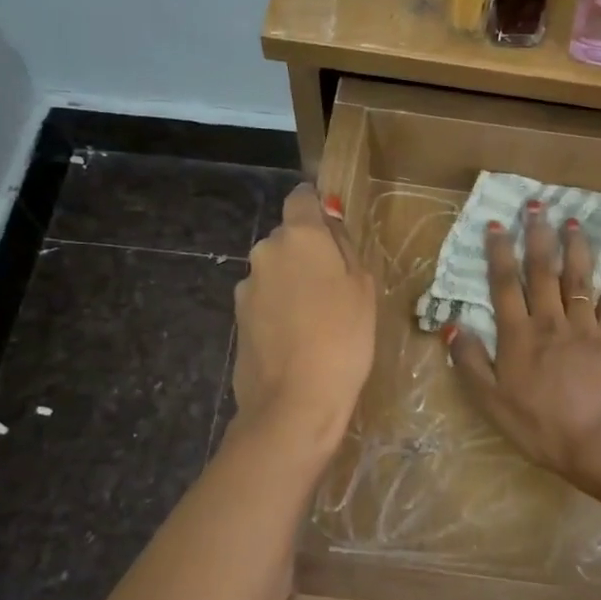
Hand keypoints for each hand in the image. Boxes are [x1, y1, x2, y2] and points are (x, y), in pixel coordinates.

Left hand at [231, 185, 375, 456]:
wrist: (295, 401)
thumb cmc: (343, 338)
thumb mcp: (363, 289)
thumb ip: (344, 249)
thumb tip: (330, 228)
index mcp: (299, 236)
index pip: (301, 198)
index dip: (317, 209)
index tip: (334, 232)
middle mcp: (265, 251)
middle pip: (288, 238)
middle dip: (307, 253)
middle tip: (334, 287)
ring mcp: (246, 286)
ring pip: (274, 271)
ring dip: (291, 283)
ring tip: (315, 320)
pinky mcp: (237, 318)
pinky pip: (264, 301)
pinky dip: (278, 310)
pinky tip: (295, 339)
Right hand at [447, 198, 600, 483]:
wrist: (599, 441)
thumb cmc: (539, 425)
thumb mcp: (491, 401)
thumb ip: (470, 362)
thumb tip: (452, 325)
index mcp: (518, 335)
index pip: (504, 284)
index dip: (499, 253)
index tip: (496, 224)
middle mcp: (549, 321)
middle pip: (542, 271)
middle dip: (537, 235)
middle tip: (537, 204)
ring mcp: (584, 326)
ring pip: (578, 278)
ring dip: (575, 247)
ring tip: (573, 220)